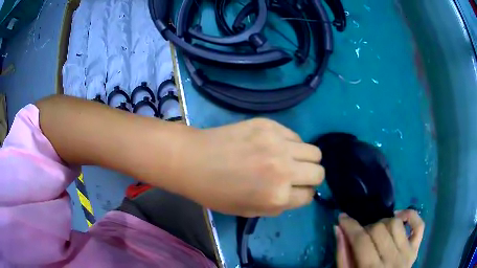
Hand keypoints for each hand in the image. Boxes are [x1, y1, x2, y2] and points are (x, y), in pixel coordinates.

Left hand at [177, 118, 323, 216]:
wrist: (193, 160)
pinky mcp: (269, 125)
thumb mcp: (249, 211)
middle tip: (296, 176)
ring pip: (314, 152)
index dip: (302, 195)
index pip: (309, 196)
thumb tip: (297, 193)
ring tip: (290, 159)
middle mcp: (283, 170)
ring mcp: (278, 143)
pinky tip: (275, 146)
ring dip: (306, 159)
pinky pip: (295, 136)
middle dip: (311, 178)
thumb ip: (279, 205)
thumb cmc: (216, 192)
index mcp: (277, 197)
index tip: (295, 191)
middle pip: (319, 173)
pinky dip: (291, 144)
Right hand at [335, 210, 424, 267]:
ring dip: (383, 222)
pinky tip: (399, 216)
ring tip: (377, 231)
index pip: (361, 240)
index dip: (350, 226)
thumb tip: (339, 228)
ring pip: (396, 223)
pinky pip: (419, 225)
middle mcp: (393, 261)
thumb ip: (343, 254)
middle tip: (361, 234)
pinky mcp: (415, 249)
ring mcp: (407, 254)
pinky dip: (410, 215)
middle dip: (366, 227)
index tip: (342, 217)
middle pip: (379, 229)